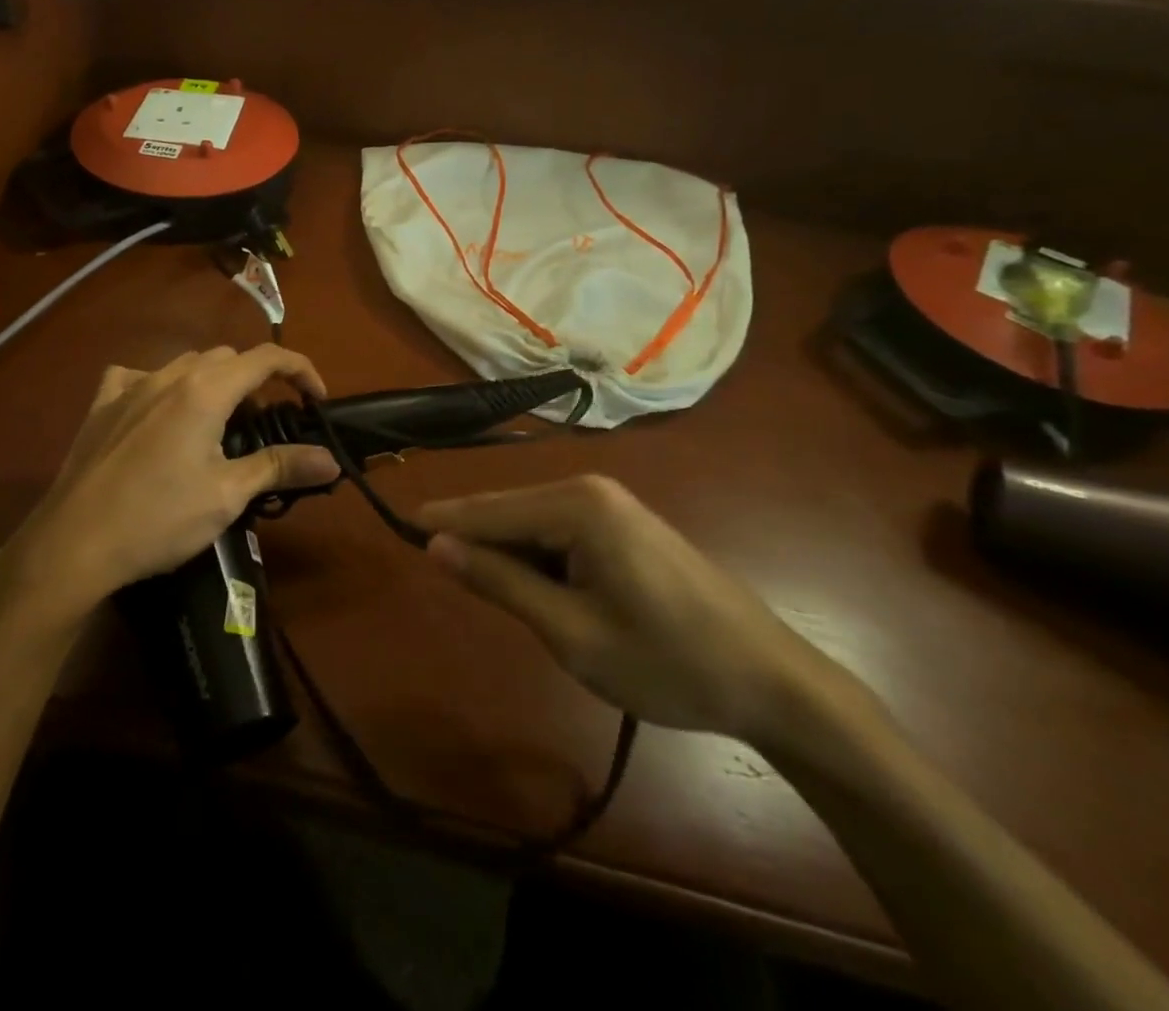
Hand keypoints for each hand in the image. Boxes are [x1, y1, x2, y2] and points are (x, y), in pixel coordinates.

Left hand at [0, 346, 339, 625]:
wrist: (74, 543)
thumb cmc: (158, 518)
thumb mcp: (227, 495)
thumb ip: (280, 467)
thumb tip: (330, 460)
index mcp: (206, 390)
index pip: (266, 358)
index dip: (300, 370)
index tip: (316, 400)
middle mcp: (169, 375)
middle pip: (227, 358)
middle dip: (256, 381)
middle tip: (264, 426)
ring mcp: (130, 386)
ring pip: (185, 364)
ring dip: (212, 383)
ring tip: (217, 425)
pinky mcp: (102, 405)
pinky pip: (137, 376)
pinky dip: (160, 386)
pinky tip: (158, 413)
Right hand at [421, 475, 855, 747]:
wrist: (771, 680)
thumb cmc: (668, 661)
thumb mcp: (571, 632)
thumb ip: (500, 582)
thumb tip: (435, 545)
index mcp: (576, 505)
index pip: (487, 512)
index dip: (441, 525)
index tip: (397, 530)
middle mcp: (589, 488)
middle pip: (507, 512)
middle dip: (473, 543)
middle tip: (439, 576)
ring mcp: (610, 503)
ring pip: (531, 523)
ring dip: (506, 555)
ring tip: (487, 594)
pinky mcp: (623, 523)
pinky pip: (559, 531)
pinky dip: (537, 558)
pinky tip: (536, 589)